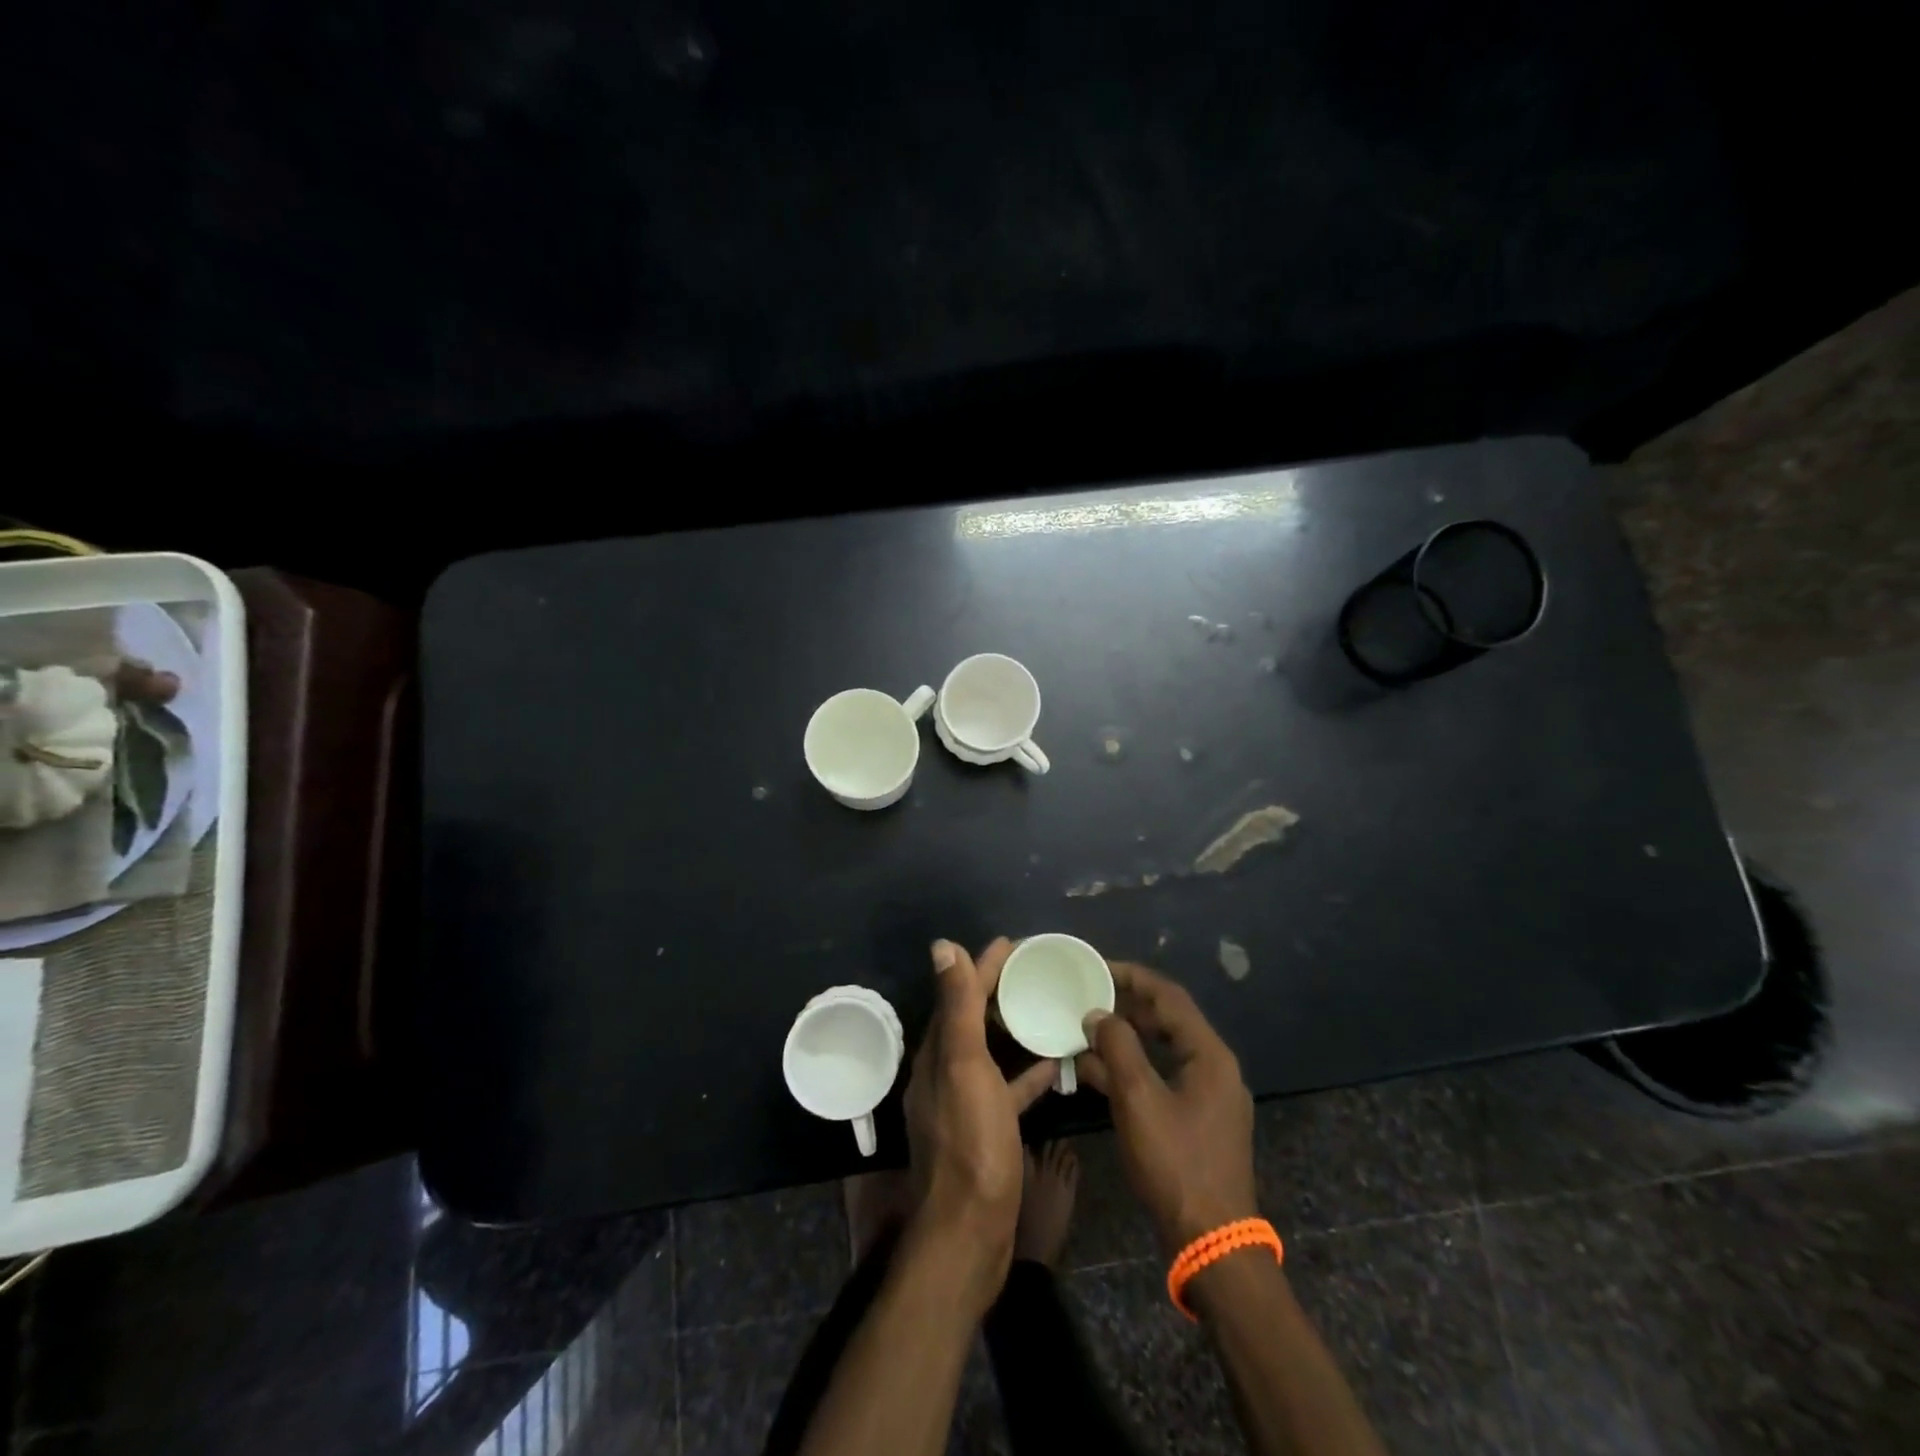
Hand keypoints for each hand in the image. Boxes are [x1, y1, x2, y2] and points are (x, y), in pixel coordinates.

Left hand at [902, 938, 1057, 1305]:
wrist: (969, 1234)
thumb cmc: (971, 1144)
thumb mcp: (965, 1067)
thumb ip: (956, 1007)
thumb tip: (942, 946)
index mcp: (937, 1053)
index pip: (959, 994)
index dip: (983, 966)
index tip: (1013, 944)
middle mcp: (944, 1073)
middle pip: (972, 1018)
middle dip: (997, 990)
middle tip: (1035, 971)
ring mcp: (965, 1103)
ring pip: (989, 1051)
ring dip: (1011, 1027)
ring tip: (1044, 1007)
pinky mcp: (985, 1130)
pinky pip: (1006, 1087)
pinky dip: (1024, 1071)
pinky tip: (1050, 1065)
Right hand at [1077, 961, 1256, 1253]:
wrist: (1211, 1243)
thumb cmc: (1175, 1163)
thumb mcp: (1139, 1099)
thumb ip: (1117, 1047)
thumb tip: (1097, 1013)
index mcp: (1209, 1054)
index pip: (1168, 997)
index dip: (1131, 976)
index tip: (1095, 967)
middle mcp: (1213, 1067)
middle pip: (1167, 1020)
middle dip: (1125, 1005)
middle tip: (1087, 995)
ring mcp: (1207, 1095)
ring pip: (1162, 1050)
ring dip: (1125, 1039)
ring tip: (1085, 1028)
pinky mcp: (1196, 1120)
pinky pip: (1161, 1077)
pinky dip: (1131, 1069)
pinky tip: (1095, 1072)